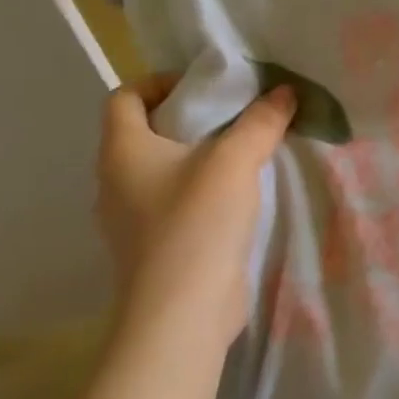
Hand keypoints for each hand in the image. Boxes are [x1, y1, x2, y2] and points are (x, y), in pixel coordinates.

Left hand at [96, 73, 295, 356]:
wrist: (182, 316)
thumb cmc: (197, 223)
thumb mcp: (235, 161)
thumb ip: (261, 121)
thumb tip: (283, 91)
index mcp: (121, 151)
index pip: (123, 97)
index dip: (158, 82)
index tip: (203, 89)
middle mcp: (115, 182)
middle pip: (144, 132)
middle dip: (188, 119)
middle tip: (233, 116)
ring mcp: (130, 221)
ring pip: (161, 171)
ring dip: (197, 158)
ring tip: (241, 153)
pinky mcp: (153, 249)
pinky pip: (172, 204)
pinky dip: (198, 192)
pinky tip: (236, 197)